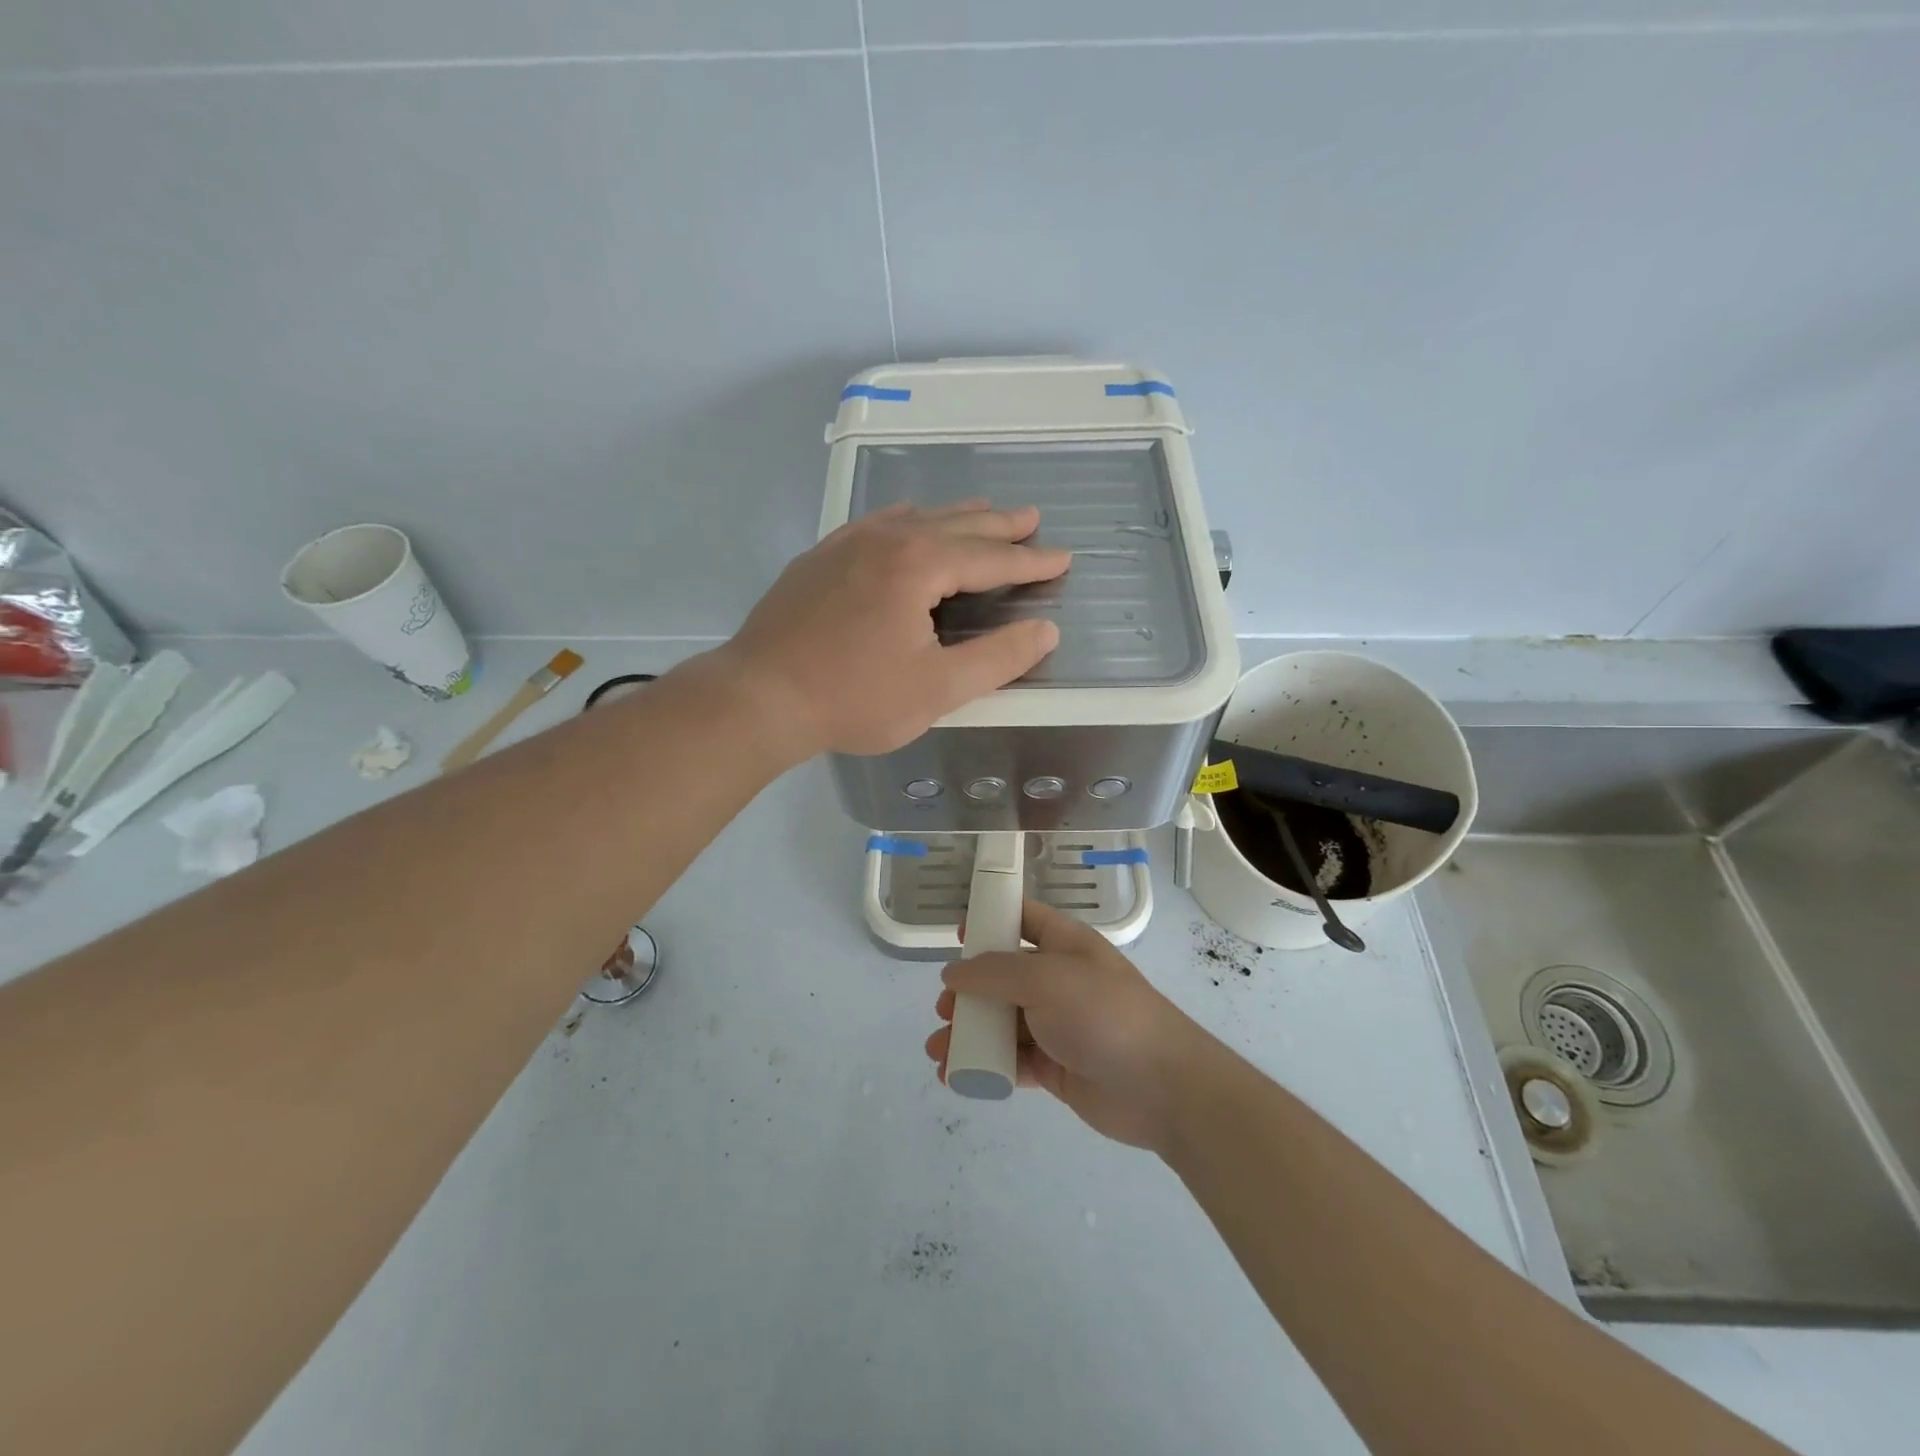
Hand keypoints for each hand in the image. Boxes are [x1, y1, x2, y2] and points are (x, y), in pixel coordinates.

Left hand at [717, 502, 1070, 760]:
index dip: (1030, 562)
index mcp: (918, 564)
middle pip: (955, 525)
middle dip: (998, 525)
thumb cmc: (854, 698)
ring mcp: (846, 544)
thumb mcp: (938, 688)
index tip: (1063, 558)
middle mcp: (885, 539)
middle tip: (1032, 517)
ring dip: (955, 516)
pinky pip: (876, 524)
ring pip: (914, 518)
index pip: (990, 558)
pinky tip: (907, 520)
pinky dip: (906, 519)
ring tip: (983, 512)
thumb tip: (1045, 631)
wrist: (759, 697)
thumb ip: (997, 658)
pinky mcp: (819, 559)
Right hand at [925, 901, 1209, 1150]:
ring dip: (969, 1033)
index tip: (957, 937)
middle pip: (1003, 976)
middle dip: (968, 991)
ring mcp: (1057, 1025)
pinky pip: (1011, 1060)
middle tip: (944, 1009)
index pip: (1023, 918)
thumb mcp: (1045, 979)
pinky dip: (984, 1066)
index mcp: (1064, 944)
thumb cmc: (1103, 1013)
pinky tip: (956, 1076)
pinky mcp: (1056, 1066)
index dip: (990, 921)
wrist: (1161, 1086)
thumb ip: (994, 973)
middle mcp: (1059, 980)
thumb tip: (952, 974)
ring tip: (938, 1050)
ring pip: (1002, 1022)